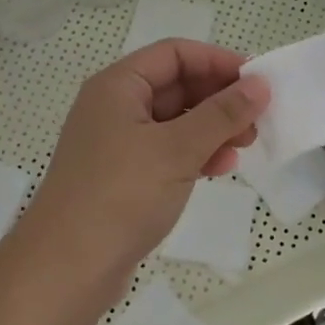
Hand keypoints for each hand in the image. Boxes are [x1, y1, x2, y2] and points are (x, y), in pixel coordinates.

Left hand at [18, 39, 269, 280]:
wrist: (66, 270)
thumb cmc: (121, 195)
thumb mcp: (178, 149)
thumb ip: (222, 114)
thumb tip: (259, 84)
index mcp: (118, 85)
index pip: (174, 53)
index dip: (217, 61)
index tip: (256, 80)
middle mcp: (114, 106)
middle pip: (176, 85)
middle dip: (219, 98)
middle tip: (257, 118)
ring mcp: (116, 143)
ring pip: (175, 121)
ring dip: (212, 128)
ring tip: (246, 145)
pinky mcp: (122, 176)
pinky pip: (166, 151)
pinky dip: (195, 154)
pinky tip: (221, 168)